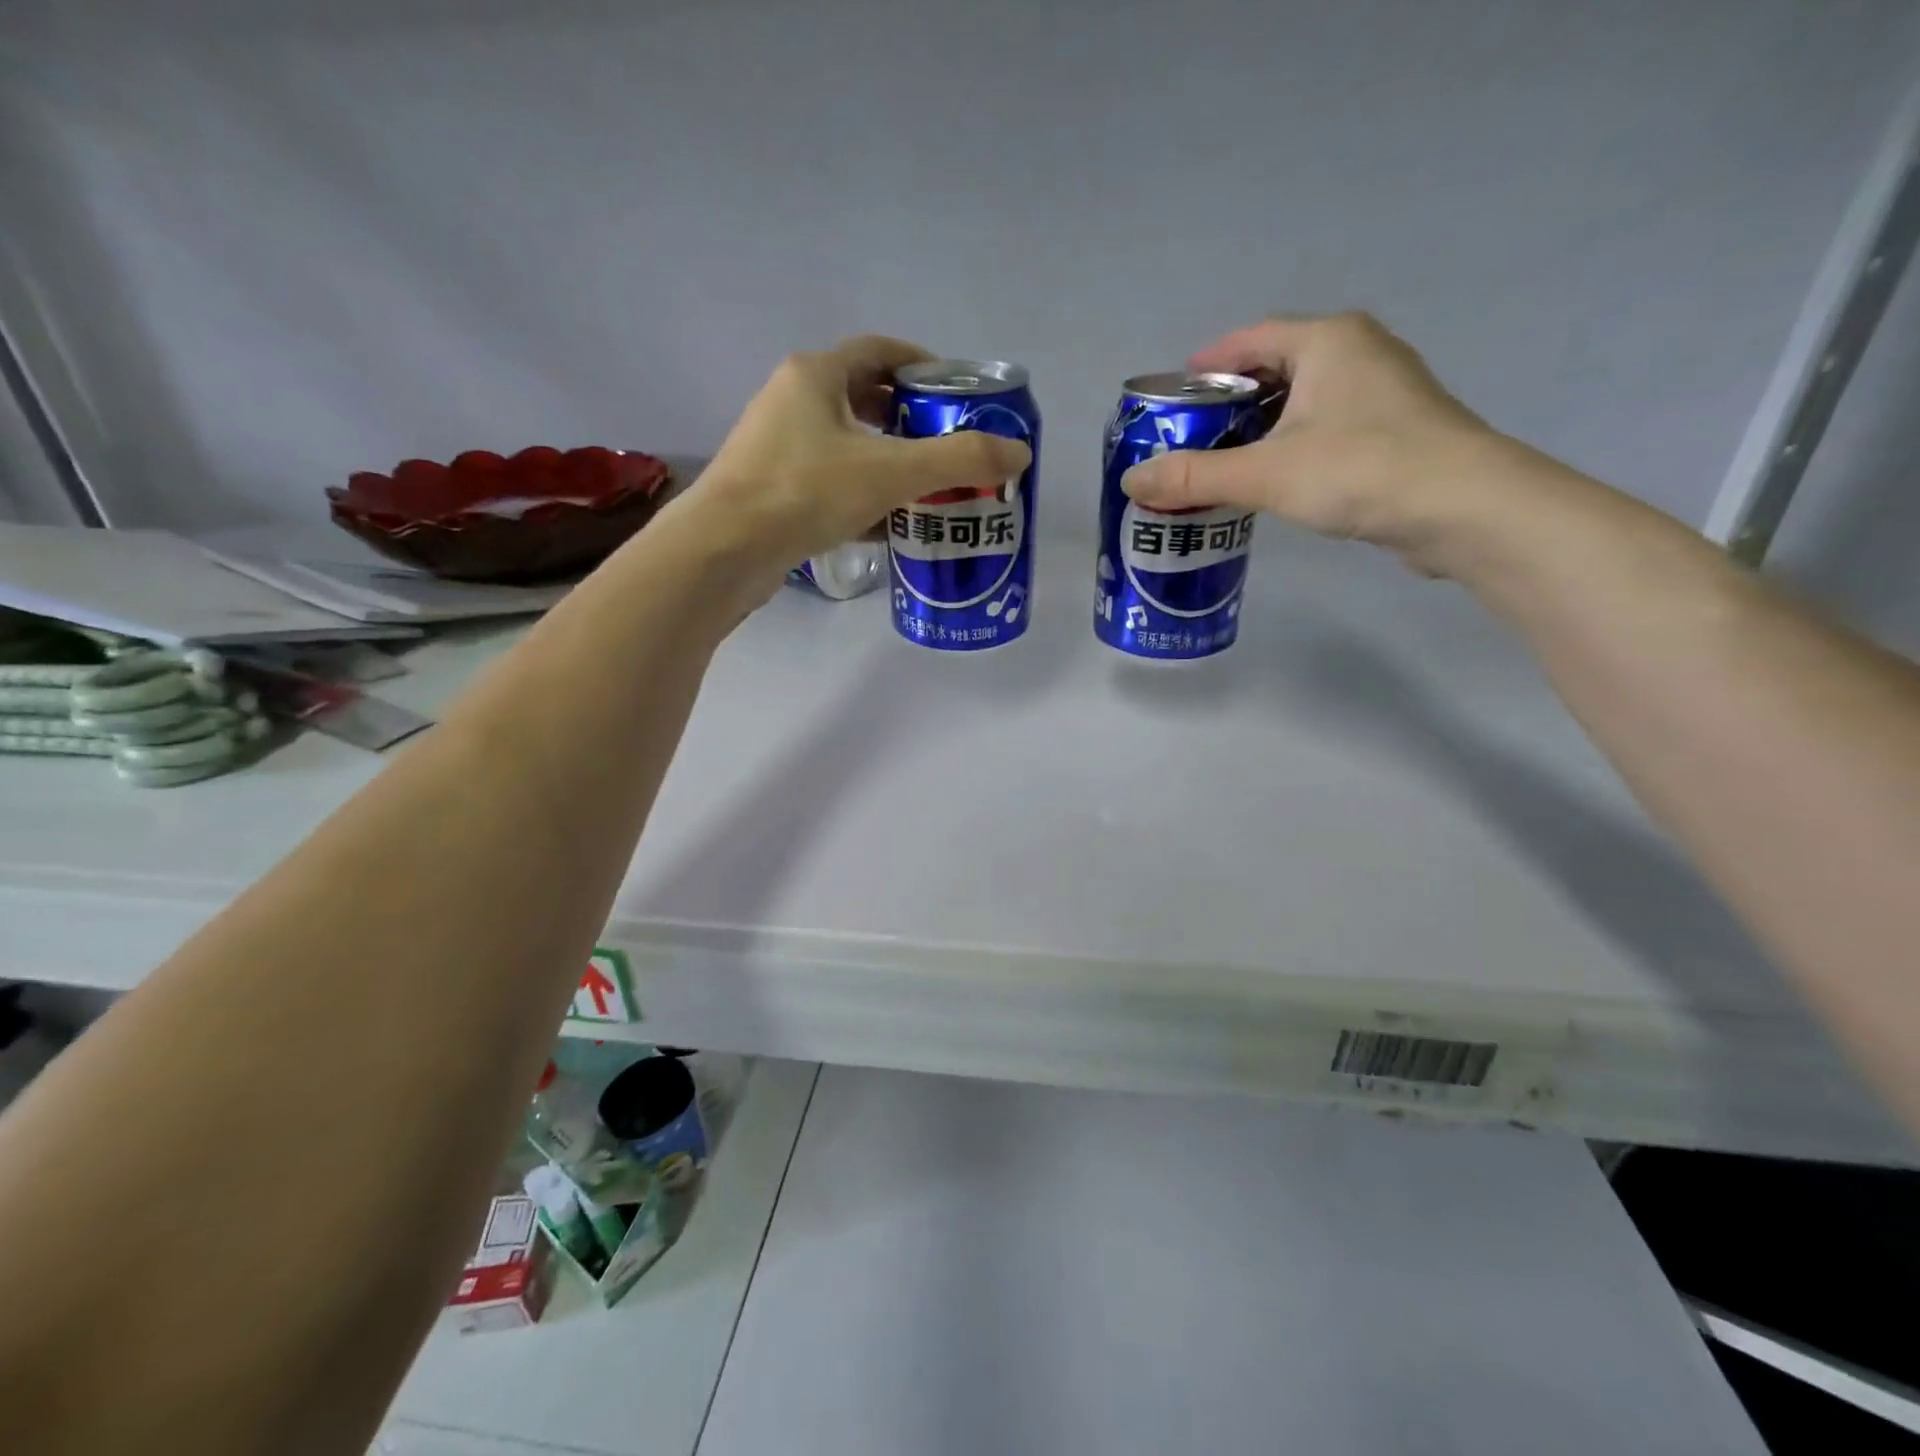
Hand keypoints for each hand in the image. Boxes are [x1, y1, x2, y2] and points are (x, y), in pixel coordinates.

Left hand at [678, 335, 1031, 576]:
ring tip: (929, 488)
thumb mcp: (891, 471)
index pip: (879, 351)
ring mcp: (777, 448)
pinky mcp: (773, 491)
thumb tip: (1020, 451)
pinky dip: (863, 496)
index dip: (922, 365)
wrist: (723, 551)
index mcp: (815, 375)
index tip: (956, 393)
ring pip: (847, 445)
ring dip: (888, 462)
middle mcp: (792, 401)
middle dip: (910, 420)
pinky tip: (890, 526)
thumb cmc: (805, 492)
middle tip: (949, 446)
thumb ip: (958, 460)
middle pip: (864, 398)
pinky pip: (830, 483)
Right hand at [1121, 313, 1519, 569]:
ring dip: (1261, 427)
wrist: (1464, 509)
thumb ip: (1195, 477)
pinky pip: (1326, 426)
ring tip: (1221, 462)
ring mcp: (1383, 391)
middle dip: (1230, 401)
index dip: (1208, 364)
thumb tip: (1132, 483)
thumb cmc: (1360, 470)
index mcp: (1328, 340)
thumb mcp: (1265, 473)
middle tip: (1190, 437)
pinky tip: (1273, 480)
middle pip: (1276, 367)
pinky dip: (1292, 445)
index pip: (1251, 337)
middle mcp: (1358, 352)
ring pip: (1303, 400)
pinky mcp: (1395, 431)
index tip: (1174, 396)